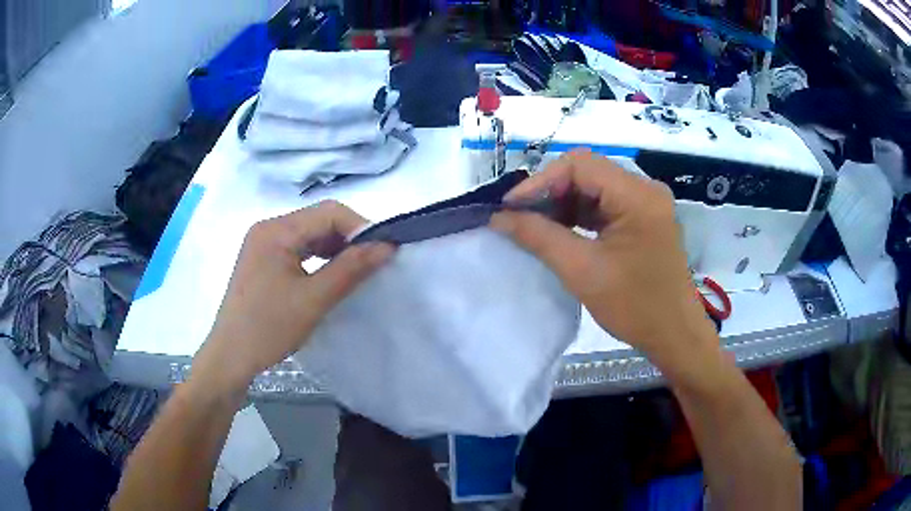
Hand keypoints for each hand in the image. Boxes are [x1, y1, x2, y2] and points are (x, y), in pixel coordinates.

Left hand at [192, 201, 393, 394]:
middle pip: (319, 221)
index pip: (328, 213)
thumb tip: (388, 246)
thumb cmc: (268, 329)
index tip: (385, 251)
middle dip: (350, 238)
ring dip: (336, 249)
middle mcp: (268, 229)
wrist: (230, 358)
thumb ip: (351, 269)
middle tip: (375, 263)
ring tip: (358, 270)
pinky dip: (320, 259)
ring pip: (310, 236)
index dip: (360, 228)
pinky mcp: (264, 261)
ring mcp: (264, 245)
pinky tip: (333, 275)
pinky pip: (299, 250)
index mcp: (276, 230)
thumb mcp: (313, 300)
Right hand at [490, 150, 718, 384]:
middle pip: (587, 173)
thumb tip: (499, 217)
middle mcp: (645, 189)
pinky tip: (559, 232)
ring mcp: (646, 203)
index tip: (509, 208)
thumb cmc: (635, 307)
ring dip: (562, 204)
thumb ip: (538, 237)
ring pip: (593, 188)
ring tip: (533, 226)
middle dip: (549, 192)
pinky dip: (579, 215)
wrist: (675, 336)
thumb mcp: (582, 271)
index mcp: (637, 195)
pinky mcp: (644, 219)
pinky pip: (605, 205)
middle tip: (518, 217)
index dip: (539, 182)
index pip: (579, 166)